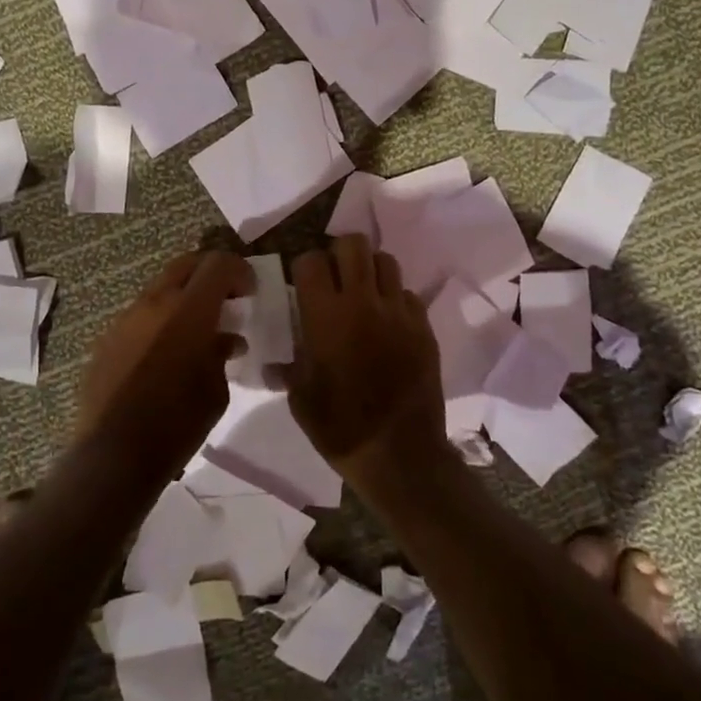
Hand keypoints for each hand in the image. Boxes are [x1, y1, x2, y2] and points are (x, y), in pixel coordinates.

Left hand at [76, 251, 253, 473]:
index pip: (217, 265)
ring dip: (182, 298)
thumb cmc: (177, 424)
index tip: (250, 291)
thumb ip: (221, 354)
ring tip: (196, 329)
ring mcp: (125, 319)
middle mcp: (154, 303)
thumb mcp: (216, 391)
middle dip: (209, 273)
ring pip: (159, 289)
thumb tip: (225, 340)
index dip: (239, 270)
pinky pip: (139, 316)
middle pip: (185, 265)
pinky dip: (159, 321)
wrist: (114, 456)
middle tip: (226, 297)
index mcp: (187, 310)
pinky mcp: (106, 339)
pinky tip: (165, 353)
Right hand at [284, 235, 447, 488]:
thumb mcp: (300, 398)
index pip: (311, 261)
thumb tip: (277, 361)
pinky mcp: (423, 327)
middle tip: (334, 277)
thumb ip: (289, 366)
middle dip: (339, 253)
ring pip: (385, 260)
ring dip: (369, 270)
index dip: (303, 267)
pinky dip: (394, 299)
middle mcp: (363, 302)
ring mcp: (398, 312)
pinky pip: (407, 294)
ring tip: (363, 292)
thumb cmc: (340, 428)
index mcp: (326, 315)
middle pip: (353, 245)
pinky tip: (387, 322)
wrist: (401, 456)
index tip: (302, 284)